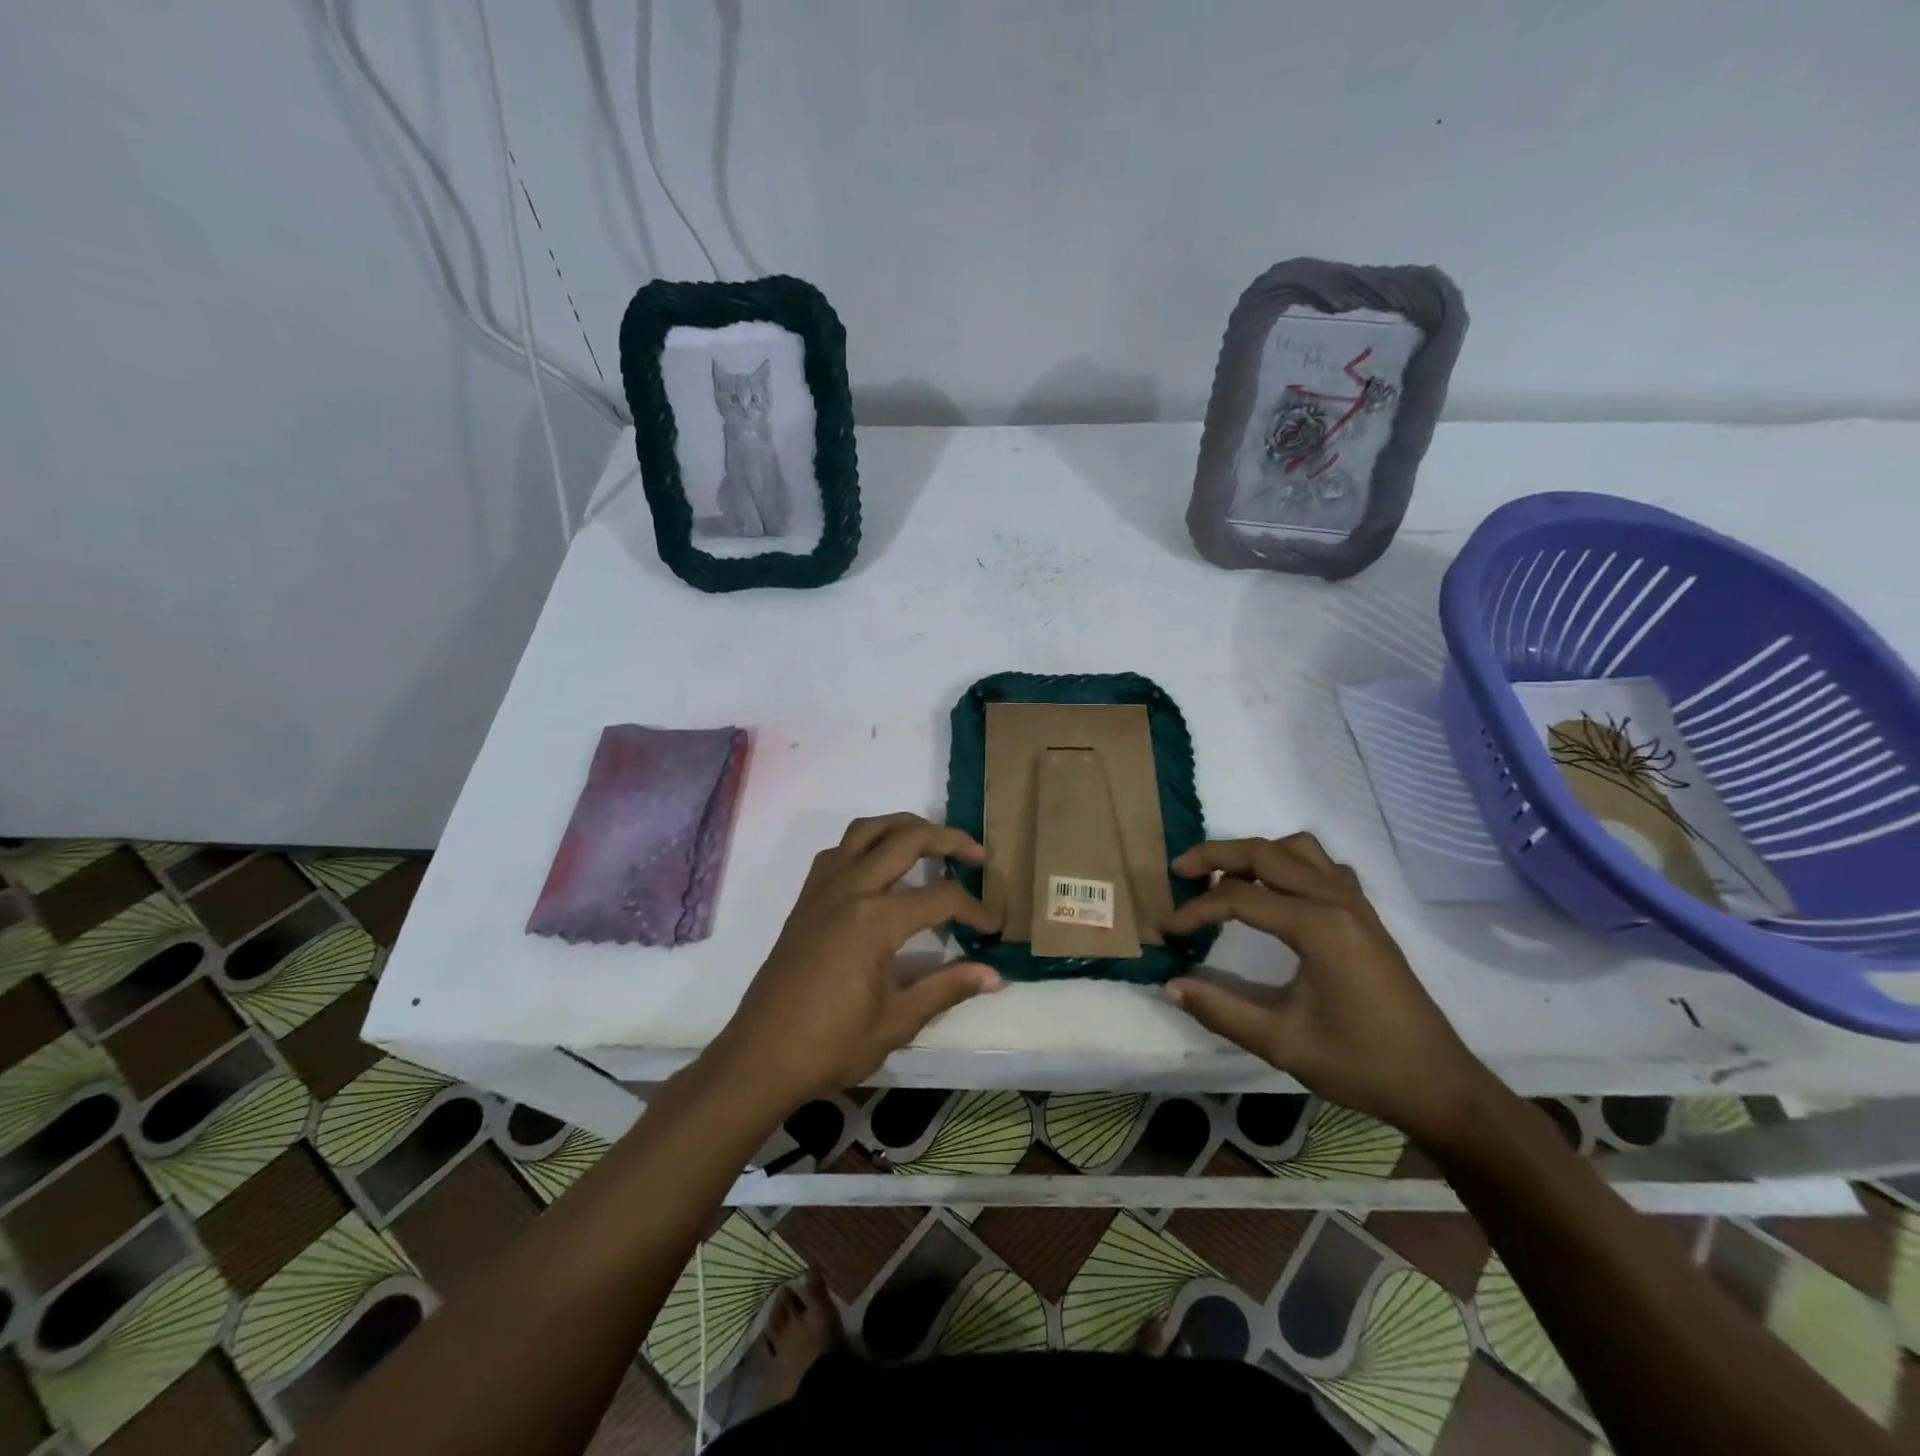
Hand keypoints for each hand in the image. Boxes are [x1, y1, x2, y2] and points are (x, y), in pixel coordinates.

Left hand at [715, 814, 1004, 1106]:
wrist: (759, 1057)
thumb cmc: (830, 1045)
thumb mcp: (896, 1022)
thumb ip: (947, 988)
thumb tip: (996, 975)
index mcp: (875, 920)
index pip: (941, 898)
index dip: (975, 909)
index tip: (994, 927)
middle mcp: (850, 889)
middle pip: (907, 839)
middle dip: (949, 840)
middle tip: (977, 856)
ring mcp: (823, 888)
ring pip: (868, 830)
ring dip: (905, 827)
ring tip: (932, 843)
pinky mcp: (806, 897)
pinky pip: (840, 849)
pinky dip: (868, 843)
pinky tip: (881, 867)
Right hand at [1161, 833, 1492, 1146]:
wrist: (1439, 1086)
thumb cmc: (1361, 1064)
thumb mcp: (1282, 1042)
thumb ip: (1220, 1010)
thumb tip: (1169, 986)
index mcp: (1317, 926)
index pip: (1238, 898)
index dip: (1195, 910)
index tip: (1166, 931)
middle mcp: (1336, 901)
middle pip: (1265, 853)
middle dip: (1216, 855)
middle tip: (1179, 872)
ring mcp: (1356, 904)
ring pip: (1298, 850)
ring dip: (1256, 854)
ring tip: (1225, 878)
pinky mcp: (1366, 916)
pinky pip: (1323, 866)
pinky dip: (1290, 865)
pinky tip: (1276, 896)